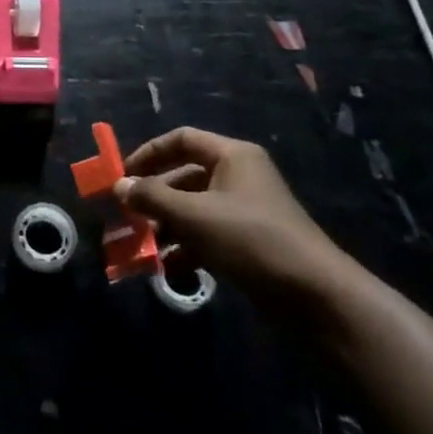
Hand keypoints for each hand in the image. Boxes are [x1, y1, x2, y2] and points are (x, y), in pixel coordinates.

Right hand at [115, 128, 343, 292]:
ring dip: (165, 225)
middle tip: (126, 216)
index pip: (181, 139)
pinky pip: (207, 234)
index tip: (122, 176)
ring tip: (141, 246)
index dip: (148, 153)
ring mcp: (245, 210)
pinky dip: (186, 247)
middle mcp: (238, 176)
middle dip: (153, 197)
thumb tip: (118, 185)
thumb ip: (151, 196)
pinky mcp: (248, 241)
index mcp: (232, 156)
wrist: (314, 294)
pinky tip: (167, 268)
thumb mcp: (193, 214)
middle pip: (184, 176)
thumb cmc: (249, 238)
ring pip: (193, 208)